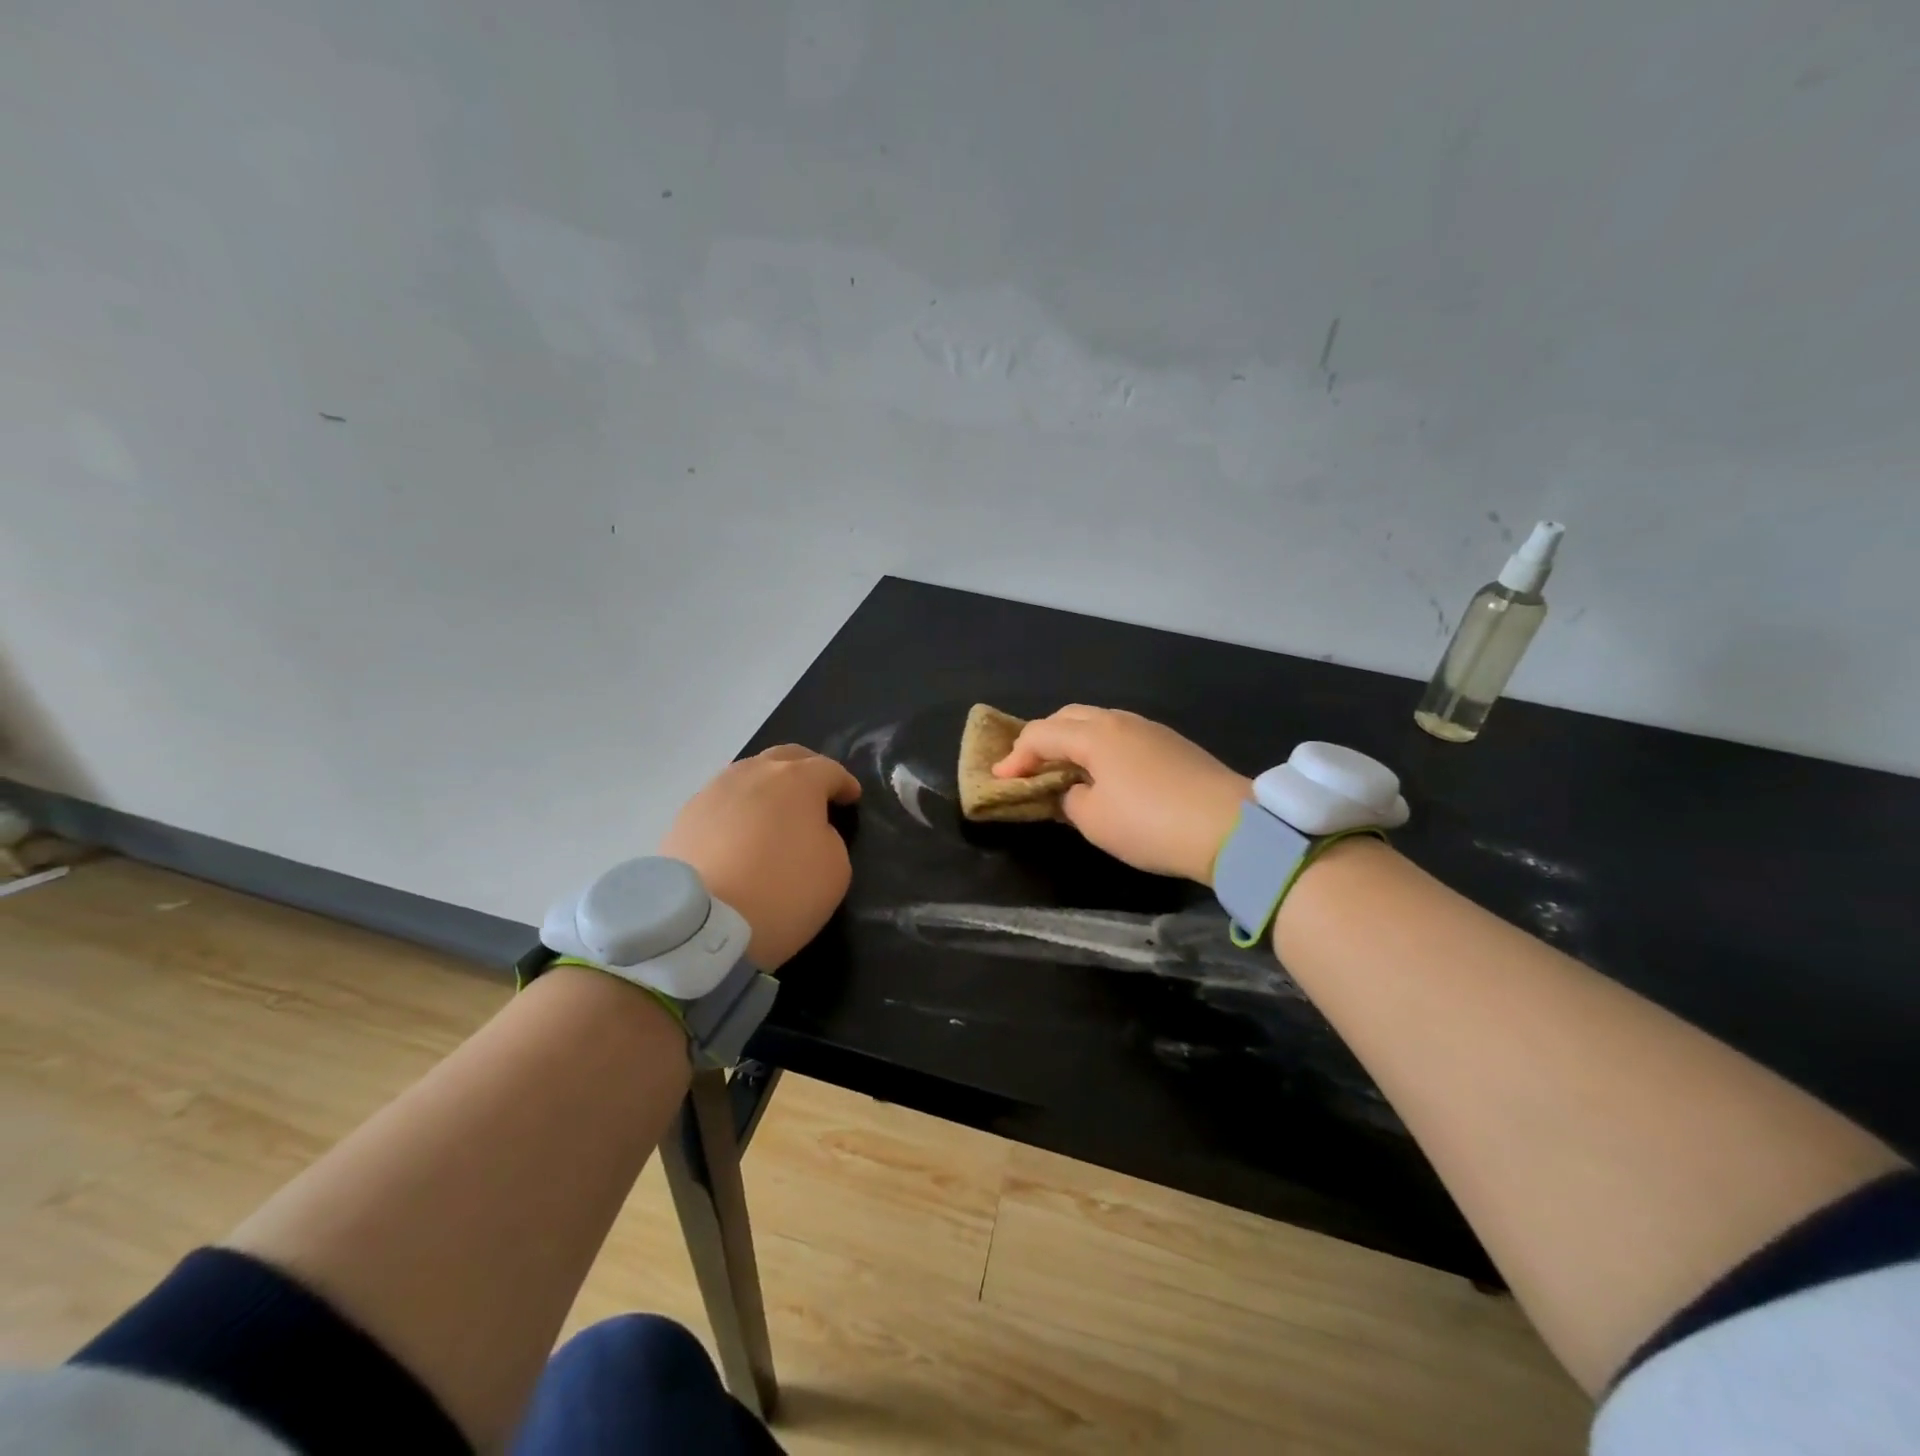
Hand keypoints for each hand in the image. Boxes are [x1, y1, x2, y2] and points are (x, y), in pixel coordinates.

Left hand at [658, 745, 860, 968]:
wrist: (701, 925)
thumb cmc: (782, 892)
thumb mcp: (836, 869)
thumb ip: (829, 837)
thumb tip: (809, 830)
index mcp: (797, 779)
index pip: (829, 769)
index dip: (844, 783)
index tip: (851, 798)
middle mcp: (753, 773)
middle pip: (785, 758)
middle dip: (806, 769)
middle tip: (816, 792)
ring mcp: (713, 791)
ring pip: (748, 775)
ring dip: (767, 787)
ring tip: (774, 813)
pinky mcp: (685, 816)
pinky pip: (722, 802)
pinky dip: (738, 810)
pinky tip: (740, 834)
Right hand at [994, 706, 1250, 883]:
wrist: (1232, 827)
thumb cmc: (1151, 824)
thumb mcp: (1094, 821)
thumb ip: (1070, 800)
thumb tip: (1072, 791)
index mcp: (1094, 734)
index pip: (1041, 734)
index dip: (1015, 757)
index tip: (1000, 781)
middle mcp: (1120, 721)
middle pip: (1068, 717)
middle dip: (1042, 739)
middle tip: (1028, 767)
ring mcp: (1150, 729)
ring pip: (1098, 722)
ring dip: (1073, 740)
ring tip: (1064, 769)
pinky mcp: (1172, 744)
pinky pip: (1122, 735)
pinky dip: (1100, 747)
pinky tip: (1104, 773)